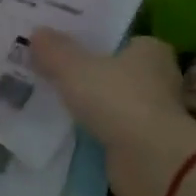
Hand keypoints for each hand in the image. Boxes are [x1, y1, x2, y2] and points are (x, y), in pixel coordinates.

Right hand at [30, 30, 195, 195]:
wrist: (149, 162)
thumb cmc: (118, 100)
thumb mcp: (76, 68)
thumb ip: (55, 51)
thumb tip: (37, 32)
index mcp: (150, 49)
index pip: (119, 38)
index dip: (92, 39)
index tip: (64, 43)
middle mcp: (159, 77)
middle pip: (115, 69)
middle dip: (89, 72)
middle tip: (52, 68)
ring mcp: (154, 113)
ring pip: (114, 100)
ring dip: (92, 103)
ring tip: (55, 98)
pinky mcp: (145, 144)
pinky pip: (113, 127)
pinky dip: (96, 128)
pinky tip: (70, 128)